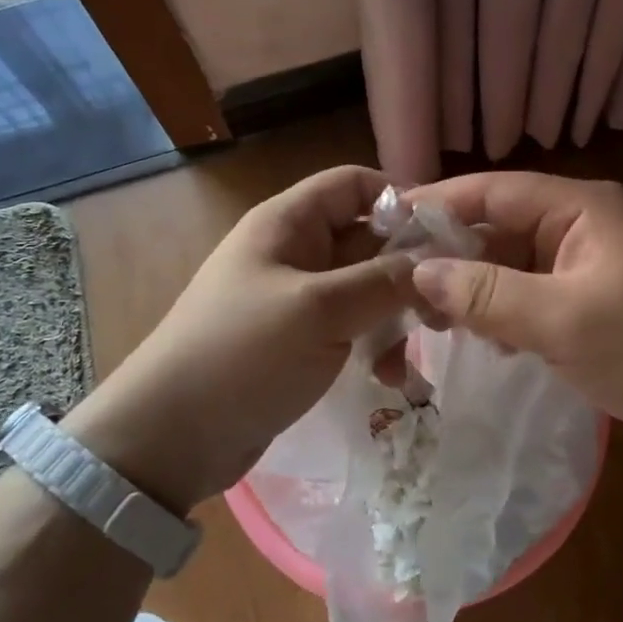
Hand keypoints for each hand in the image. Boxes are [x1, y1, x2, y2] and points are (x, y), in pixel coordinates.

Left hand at [61, 165, 413, 510]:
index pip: (353, 185)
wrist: (171, 437)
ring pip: (364, 287)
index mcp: (287, 223)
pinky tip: (390, 375)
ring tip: (423, 343)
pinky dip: (374, 343)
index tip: (448, 234)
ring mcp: (296, 300)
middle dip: (408, 265)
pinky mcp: (299, 342)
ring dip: (395, 312)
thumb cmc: (242, 354)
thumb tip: (438, 264)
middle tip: (451, 301)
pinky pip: (350, 327)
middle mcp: (293, 252)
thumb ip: (385, 280)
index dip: (401, 199)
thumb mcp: (320, 310)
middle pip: (365, 237)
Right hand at [405, 173, 622, 463]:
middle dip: (451, 257)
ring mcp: (588, 269)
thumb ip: (489, 295)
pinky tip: (482, 343)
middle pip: (498, 229)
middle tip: (397, 290)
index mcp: (579, 209)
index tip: (384, 227)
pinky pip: (533, 300)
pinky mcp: (593, 306)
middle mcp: (580, 228)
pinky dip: (504, 317)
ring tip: (428, 323)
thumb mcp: (566, 321)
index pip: (492, 191)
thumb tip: (419, 274)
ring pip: (512, 268)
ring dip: (475, 291)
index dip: (436, 204)